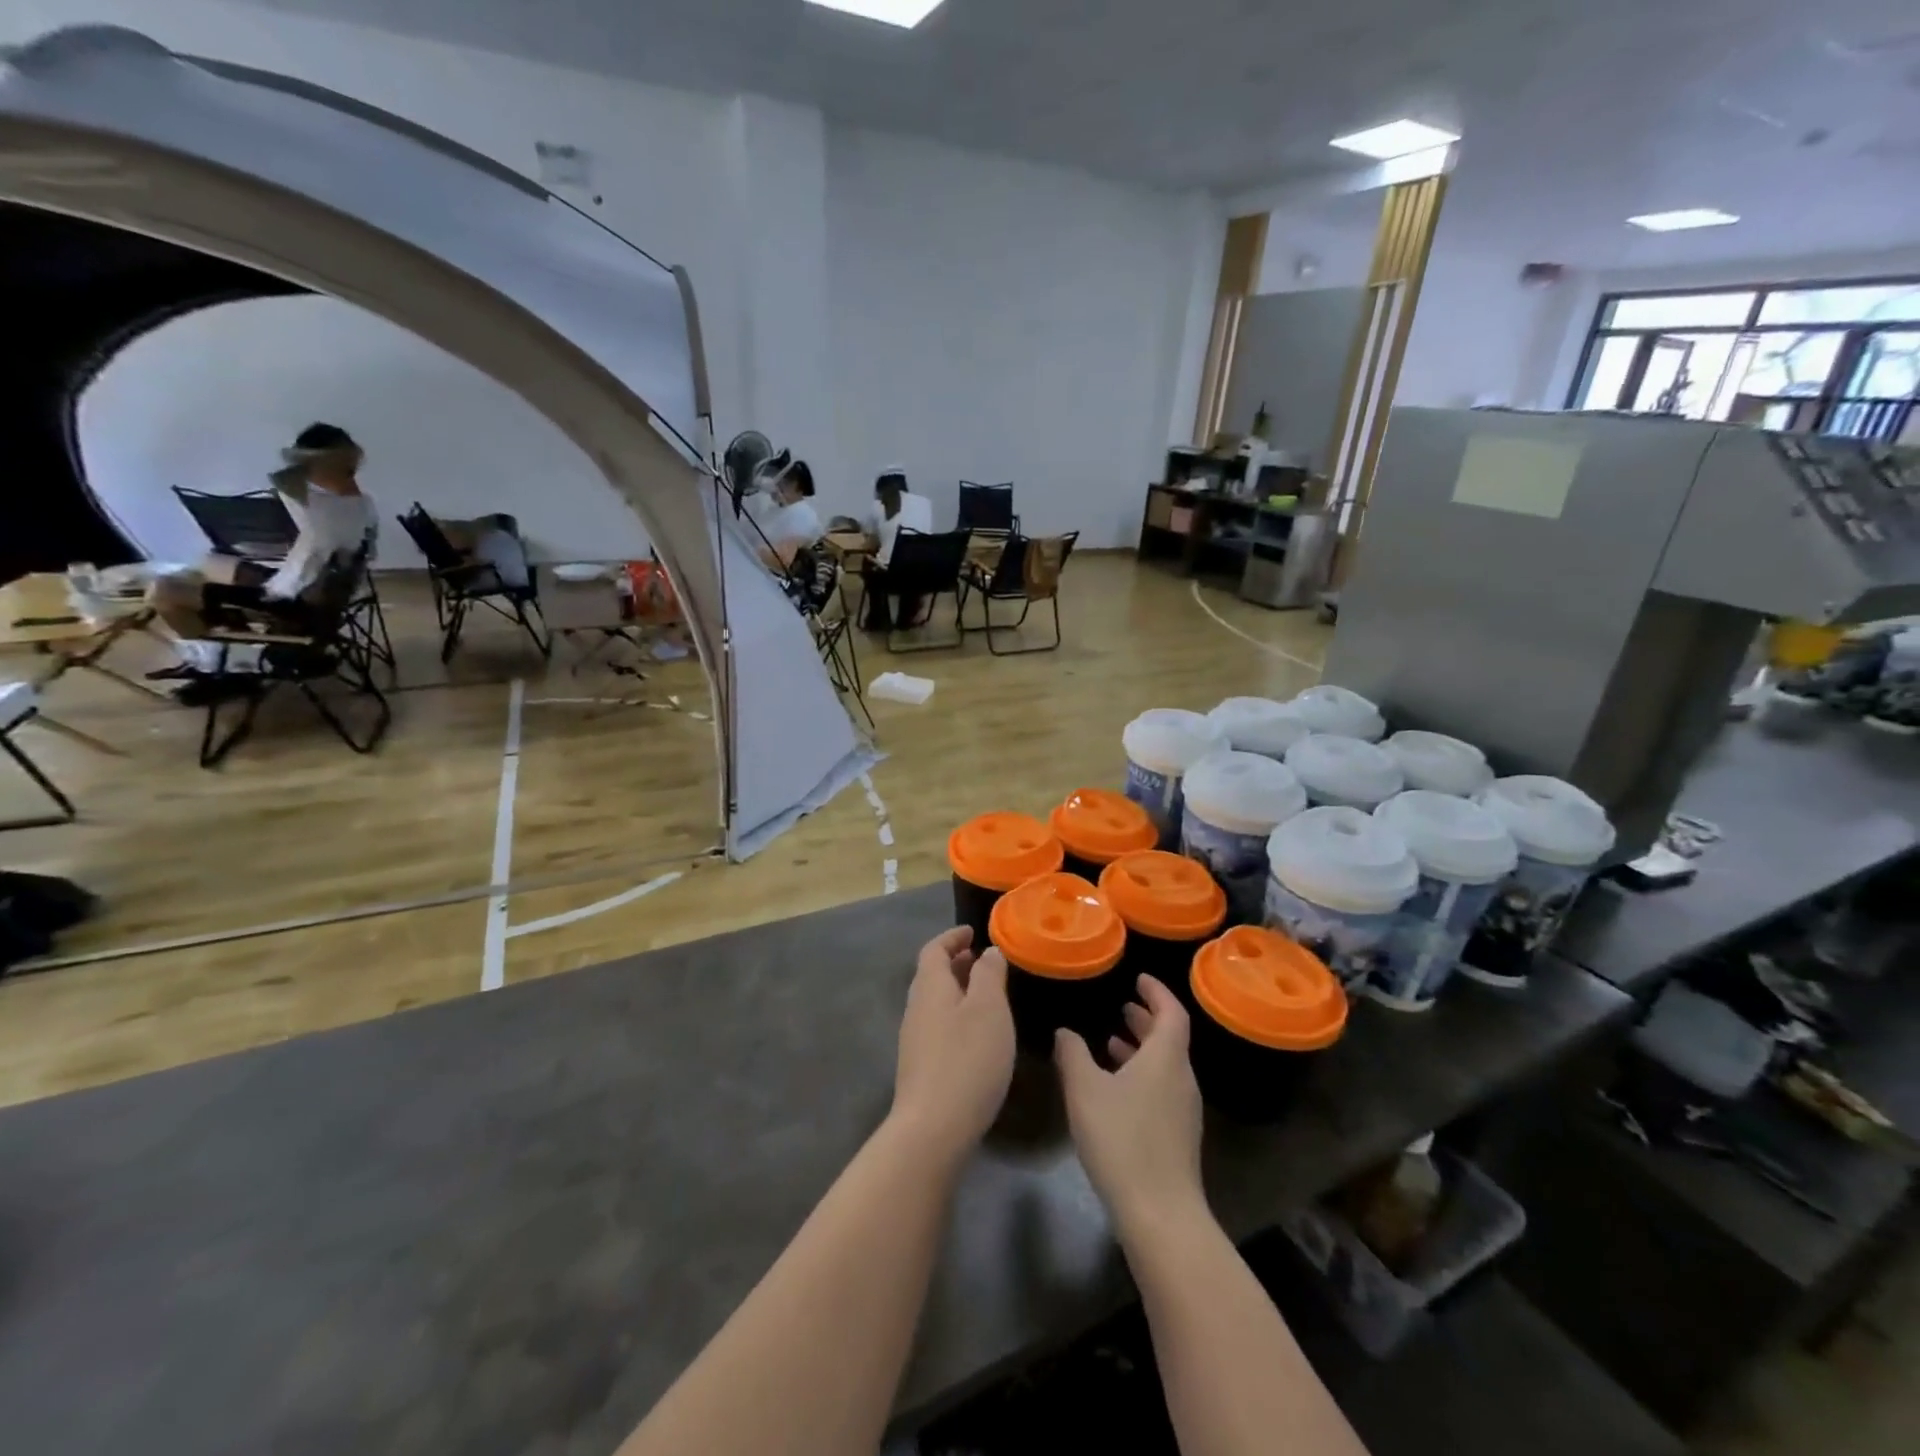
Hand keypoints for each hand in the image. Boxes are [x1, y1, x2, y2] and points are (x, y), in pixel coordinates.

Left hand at [891, 928, 1015, 1161]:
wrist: (932, 1129)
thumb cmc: (966, 1060)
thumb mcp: (988, 1009)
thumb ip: (989, 975)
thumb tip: (988, 951)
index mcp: (929, 987)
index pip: (934, 949)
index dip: (952, 937)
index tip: (972, 932)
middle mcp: (916, 1008)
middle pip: (932, 975)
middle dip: (956, 963)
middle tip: (983, 960)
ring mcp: (915, 1040)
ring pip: (936, 1002)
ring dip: (958, 990)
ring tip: (986, 994)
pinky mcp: (921, 1067)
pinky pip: (939, 1025)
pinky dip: (957, 1015)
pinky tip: (978, 1034)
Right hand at [1055, 975, 1205, 1235]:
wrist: (1160, 1213)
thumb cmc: (1122, 1139)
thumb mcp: (1085, 1090)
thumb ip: (1073, 1055)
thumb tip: (1065, 1032)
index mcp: (1166, 1058)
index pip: (1171, 1012)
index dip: (1157, 992)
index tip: (1139, 979)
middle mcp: (1181, 1078)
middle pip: (1170, 1038)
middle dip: (1147, 1018)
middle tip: (1122, 1005)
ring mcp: (1183, 1109)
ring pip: (1165, 1065)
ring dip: (1142, 1048)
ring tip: (1111, 1041)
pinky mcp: (1178, 1136)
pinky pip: (1162, 1088)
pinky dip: (1142, 1074)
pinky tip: (1116, 1088)